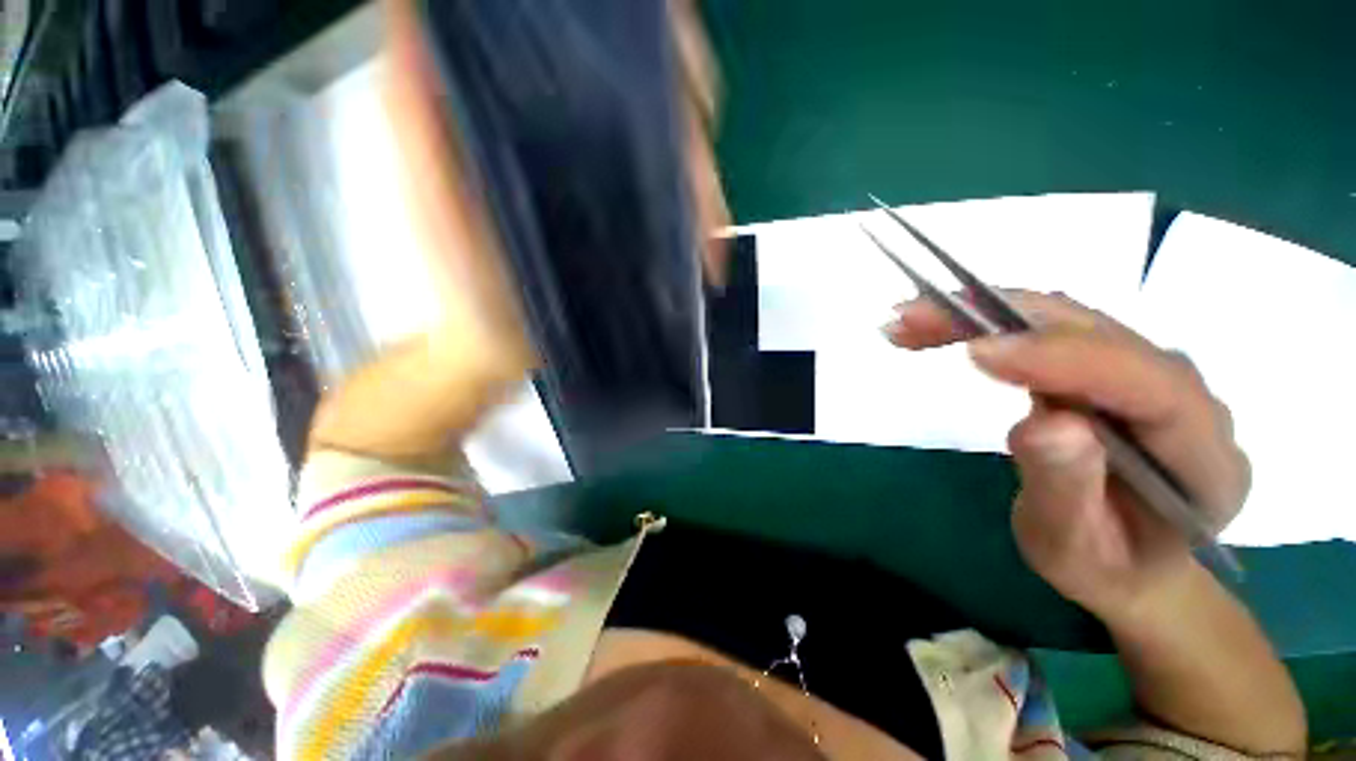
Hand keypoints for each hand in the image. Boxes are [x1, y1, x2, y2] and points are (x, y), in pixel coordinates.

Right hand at [884, 292, 1249, 618]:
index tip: (976, 352)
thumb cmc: (1101, 565)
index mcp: (1202, 455)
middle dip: (999, 318)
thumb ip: (1067, 489)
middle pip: (1095, 332)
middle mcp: (1183, 396)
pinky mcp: (1103, 368)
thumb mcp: (1074, 549)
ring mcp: (1142, 374)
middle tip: (911, 321)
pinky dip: (986, 323)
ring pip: (1062, 320)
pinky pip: (1044, 331)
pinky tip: (938, 329)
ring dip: (981, 313)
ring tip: (908, 323)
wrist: (1128, 560)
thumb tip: (1047, 420)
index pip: (1144, 383)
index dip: (1062, 358)